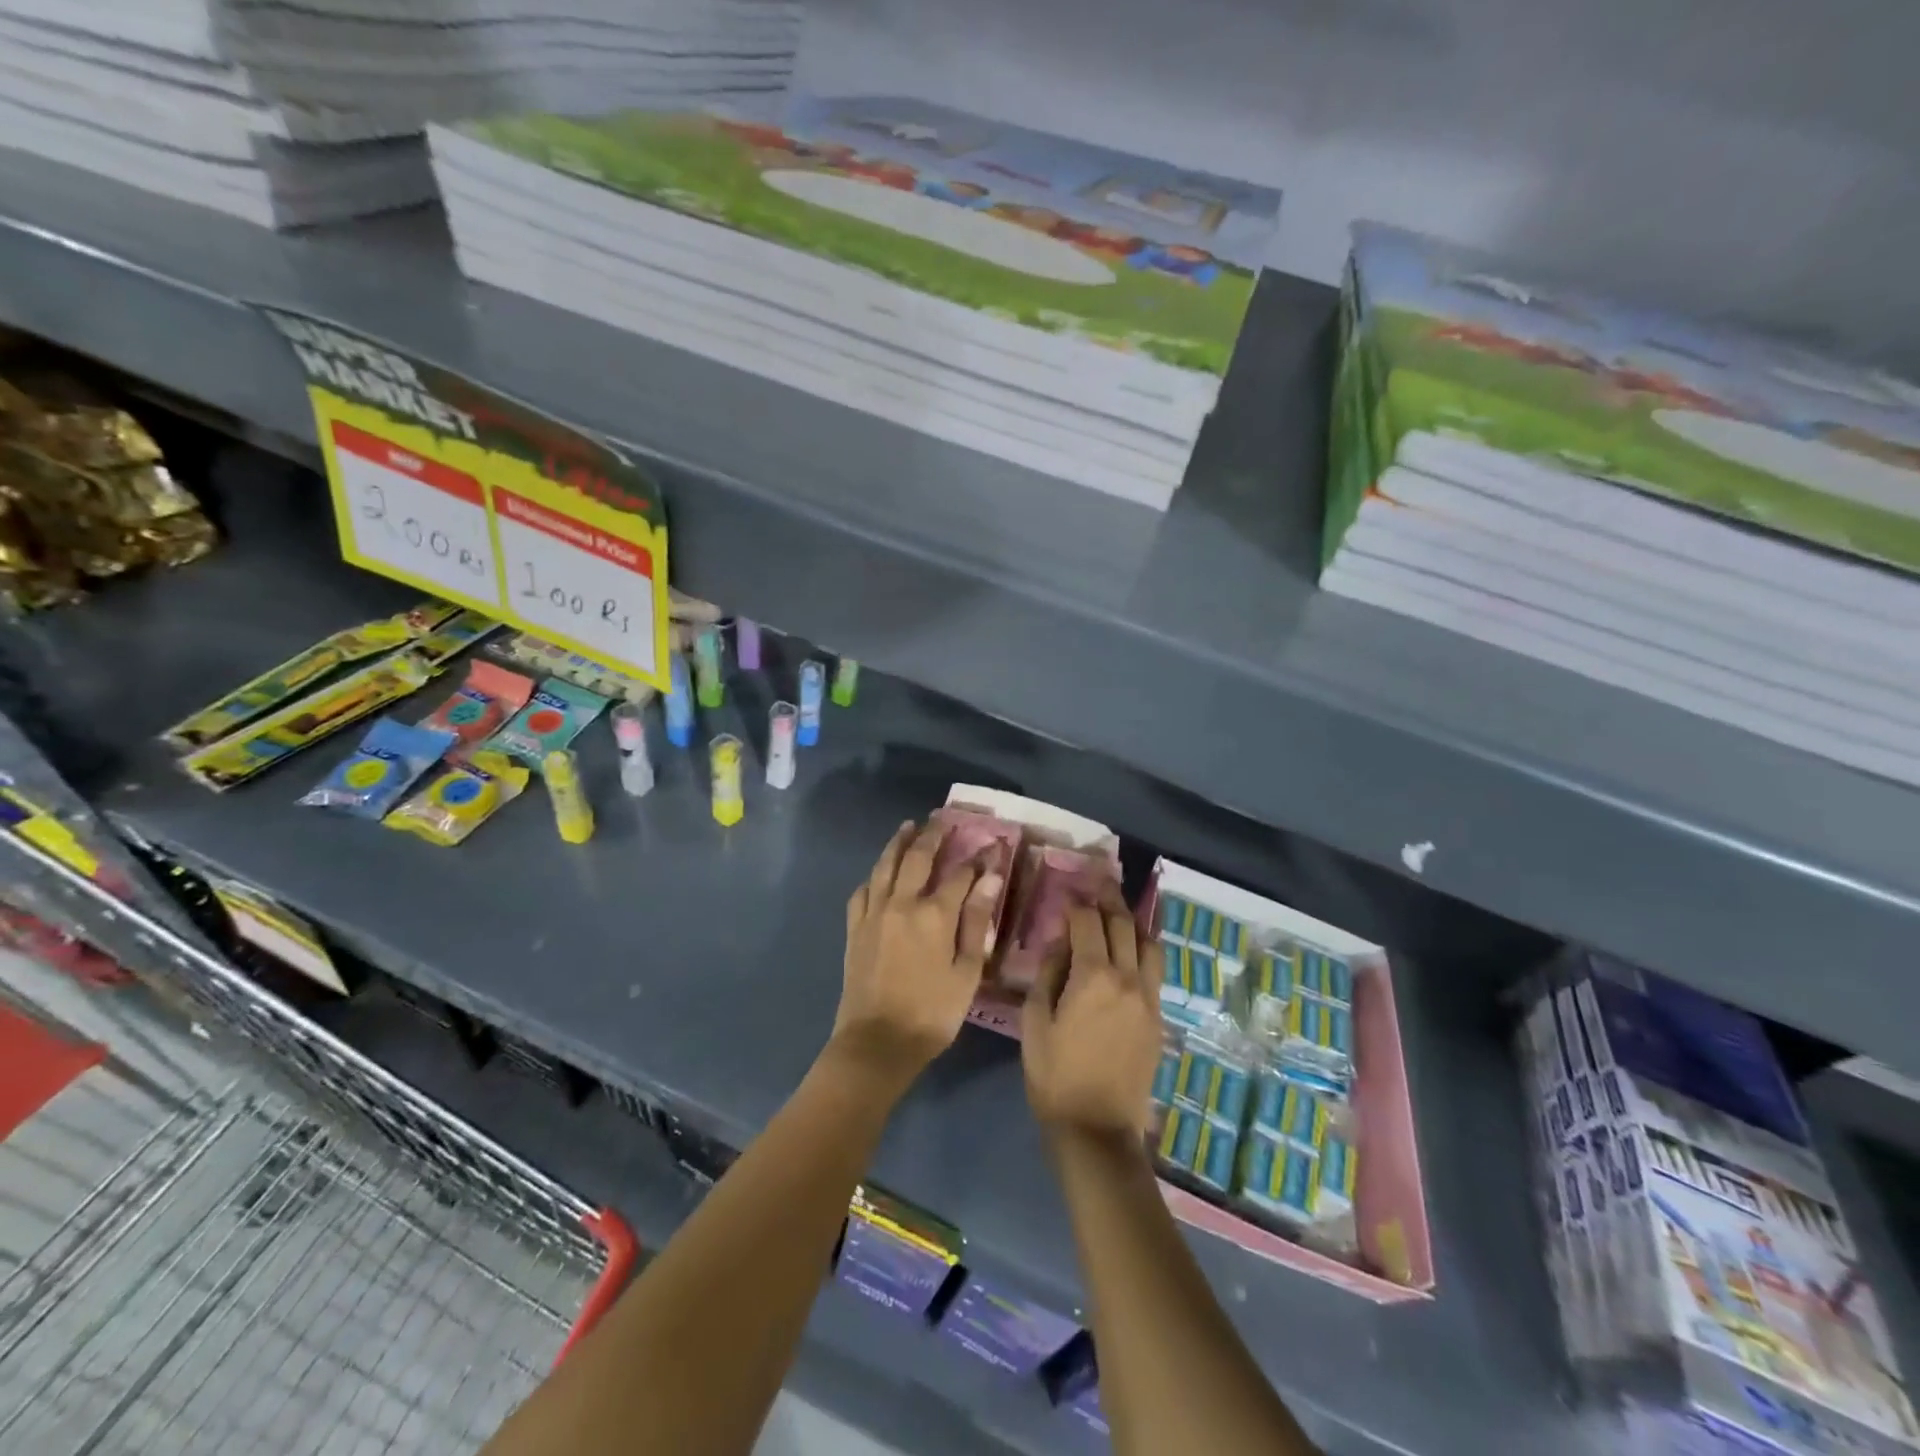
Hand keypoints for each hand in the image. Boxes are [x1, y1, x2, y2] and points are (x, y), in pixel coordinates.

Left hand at [833, 819, 1002, 1083]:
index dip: (978, 858)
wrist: (877, 1042)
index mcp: (934, 914)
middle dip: (932, 835)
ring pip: (885, 866)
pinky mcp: (855, 928)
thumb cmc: (932, 1012)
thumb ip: (977, 921)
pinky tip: (879, 874)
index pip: (961, 874)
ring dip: (898, 843)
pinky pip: (863, 891)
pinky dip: (874, 876)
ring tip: (907, 826)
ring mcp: (874, 913)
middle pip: (917, 857)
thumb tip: (990, 878)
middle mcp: (902, 903)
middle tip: (941, 817)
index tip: (991, 845)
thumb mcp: (967, 972)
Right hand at [1022, 886, 1164, 1142]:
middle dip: (1109, 900)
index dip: (1077, 903)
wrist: (1096, 1127)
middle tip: (1098, 884)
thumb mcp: (1036, 1021)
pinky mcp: (1158, 1017)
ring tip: (1120, 912)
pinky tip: (1133, 949)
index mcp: (1093, 977)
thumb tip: (1062, 943)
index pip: (1089, 923)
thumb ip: (1050, 973)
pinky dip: (1144, 950)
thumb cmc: (1054, 1075)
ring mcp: (1149, 998)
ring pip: (1148, 944)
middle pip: (1123, 925)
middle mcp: (1128, 978)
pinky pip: (1156, 971)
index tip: (1068, 893)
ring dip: (1133, 922)